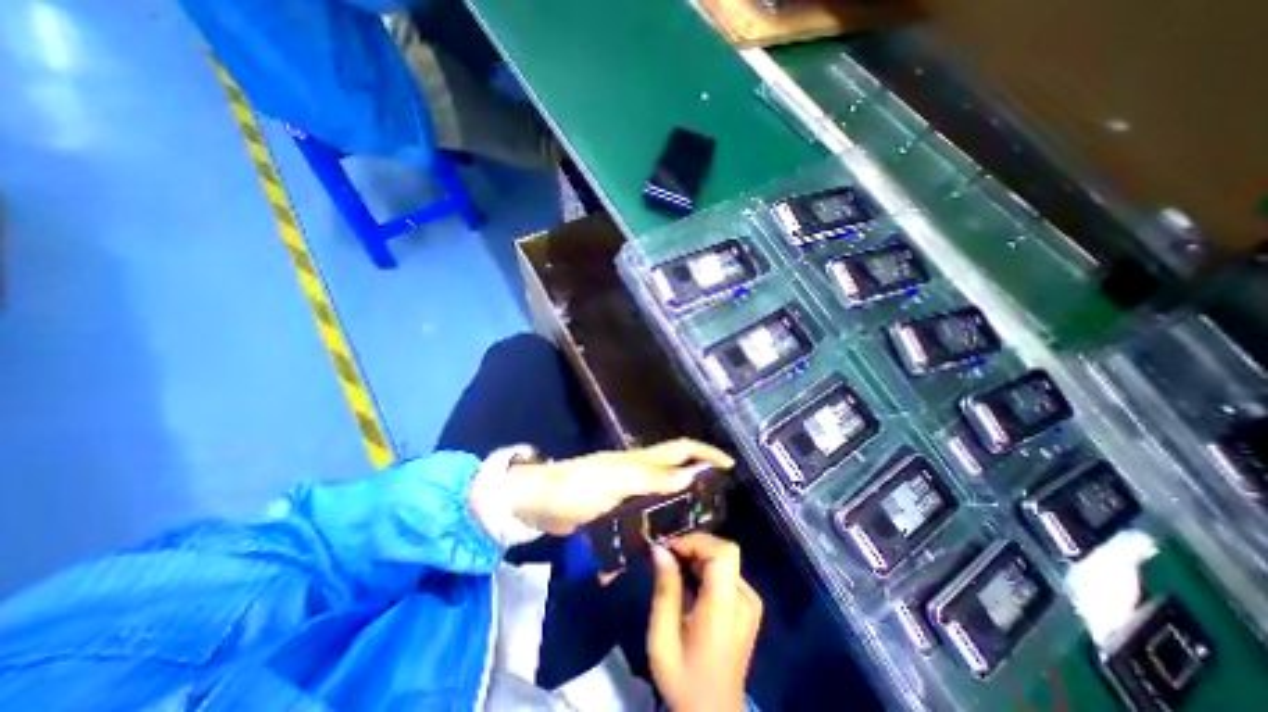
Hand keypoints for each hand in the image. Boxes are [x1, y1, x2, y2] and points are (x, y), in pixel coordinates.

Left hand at [505, 436, 733, 537]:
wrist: (538, 503)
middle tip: (716, 507)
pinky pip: (641, 519)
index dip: (705, 452)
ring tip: (694, 532)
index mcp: (640, 460)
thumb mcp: (615, 480)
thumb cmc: (576, 485)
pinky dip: (651, 530)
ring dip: (677, 509)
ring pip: (661, 498)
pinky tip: (656, 550)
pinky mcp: (615, 512)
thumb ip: (651, 478)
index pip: (680, 449)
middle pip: (676, 473)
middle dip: (698, 483)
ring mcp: (627, 493)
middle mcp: (638, 474)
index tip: (729, 465)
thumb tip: (691, 475)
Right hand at [648, 535, 757, 711]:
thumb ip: (665, 590)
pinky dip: (707, 568)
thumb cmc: (684, 679)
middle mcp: (744, 599)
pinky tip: (691, 584)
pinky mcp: (749, 606)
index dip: (696, 541)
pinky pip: (727, 572)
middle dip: (694, 546)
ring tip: (675, 570)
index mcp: (725, 608)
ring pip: (725, 559)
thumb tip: (660, 549)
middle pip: (724, 552)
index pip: (722, 553)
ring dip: (698, 556)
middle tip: (668, 557)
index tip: (669, 549)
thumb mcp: (662, 638)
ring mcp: (750, 602)